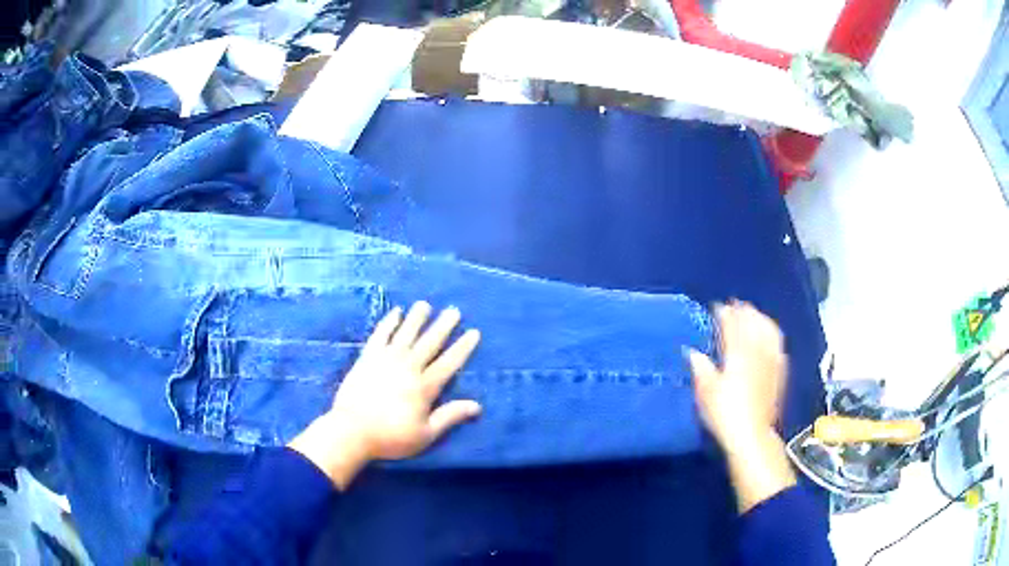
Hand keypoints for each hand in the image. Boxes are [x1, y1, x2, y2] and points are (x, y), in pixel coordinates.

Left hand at [289, 302, 481, 488]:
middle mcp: (408, 368)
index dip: (463, 347)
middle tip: (454, 310)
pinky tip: (395, 313)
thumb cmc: (391, 437)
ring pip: (406, 333)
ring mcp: (386, 360)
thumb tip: (477, 406)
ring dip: (417, 318)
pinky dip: (388, 323)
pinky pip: (380, 335)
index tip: (474, 332)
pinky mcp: (367, 358)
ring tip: (425, 304)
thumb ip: (450, 417)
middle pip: (430, 342)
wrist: (352, 431)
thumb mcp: (425, 434)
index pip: (449, 363)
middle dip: (443, 326)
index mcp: (424, 387)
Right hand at [687, 301, 795, 512]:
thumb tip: (692, 352)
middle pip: (753, 323)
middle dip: (744, 311)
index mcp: (738, 354)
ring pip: (769, 330)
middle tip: (735, 306)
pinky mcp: (780, 372)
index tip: (717, 307)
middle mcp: (757, 352)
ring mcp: (772, 361)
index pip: (732, 325)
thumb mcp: (706, 392)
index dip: (725, 314)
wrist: (752, 435)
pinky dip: (772, 334)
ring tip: (753, 315)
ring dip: (760, 318)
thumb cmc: (725, 414)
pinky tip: (769, 336)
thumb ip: (701, 368)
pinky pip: (778, 344)